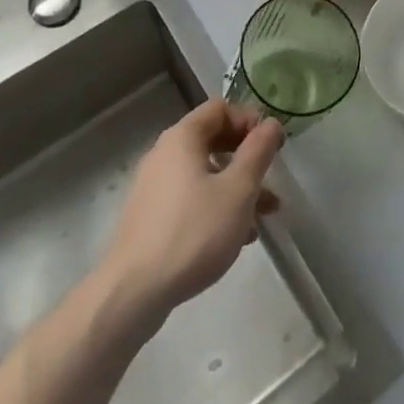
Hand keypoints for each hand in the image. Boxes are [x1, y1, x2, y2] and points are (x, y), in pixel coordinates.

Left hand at [99, 99, 284, 324]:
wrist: (131, 294)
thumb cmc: (193, 232)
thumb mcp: (238, 189)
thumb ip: (258, 151)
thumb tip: (271, 124)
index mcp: (182, 138)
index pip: (220, 109)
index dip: (250, 120)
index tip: (272, 145)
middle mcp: (164, 155)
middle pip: (213, 140)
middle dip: (247, 158)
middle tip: (271, 177)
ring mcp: (154, 188)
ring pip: (205, 175)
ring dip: (236, 188)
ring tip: (264, 216)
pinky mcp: (150, 218)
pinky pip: (191, 199)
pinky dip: (215, 207)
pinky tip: (236, 237)